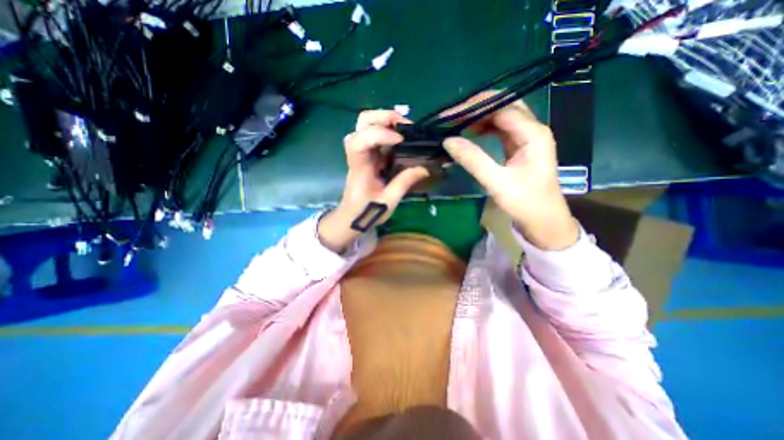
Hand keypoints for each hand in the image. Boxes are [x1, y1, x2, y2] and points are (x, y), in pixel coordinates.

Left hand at [317, 110, 431, 253]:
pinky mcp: (369, 154)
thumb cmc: (366, 212)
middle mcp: (358, 154)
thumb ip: (403, 183)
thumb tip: (424, 168)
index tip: (400, 140)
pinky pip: (375, 133)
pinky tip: (402, 136)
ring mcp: (363, 152)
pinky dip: (388, 129)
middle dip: (383, 117)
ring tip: (406, 128)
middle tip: (406, 125)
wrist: (351, 216)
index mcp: (359, 168)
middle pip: (361, 123)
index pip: (359, 142)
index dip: (378, 134)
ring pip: (366, 124)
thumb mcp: (388, 202)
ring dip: (386, 120)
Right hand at [444, 91, 577, 250]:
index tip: (449, 115)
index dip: (474, 107)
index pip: (502, 106)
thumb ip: (474, 160)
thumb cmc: (525, 203)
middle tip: (451, 117)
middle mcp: (532, 129)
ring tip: (456, 124)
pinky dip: (484, 128)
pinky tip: (471, 133)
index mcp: (532, 133)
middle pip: (503, 105)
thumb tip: (448, 140)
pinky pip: (500, 130)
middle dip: (476, 108)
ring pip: (501, 116)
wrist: (544, 222)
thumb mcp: (497, 182)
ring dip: (479, 117)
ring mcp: (526, 138)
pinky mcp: (519, 147)